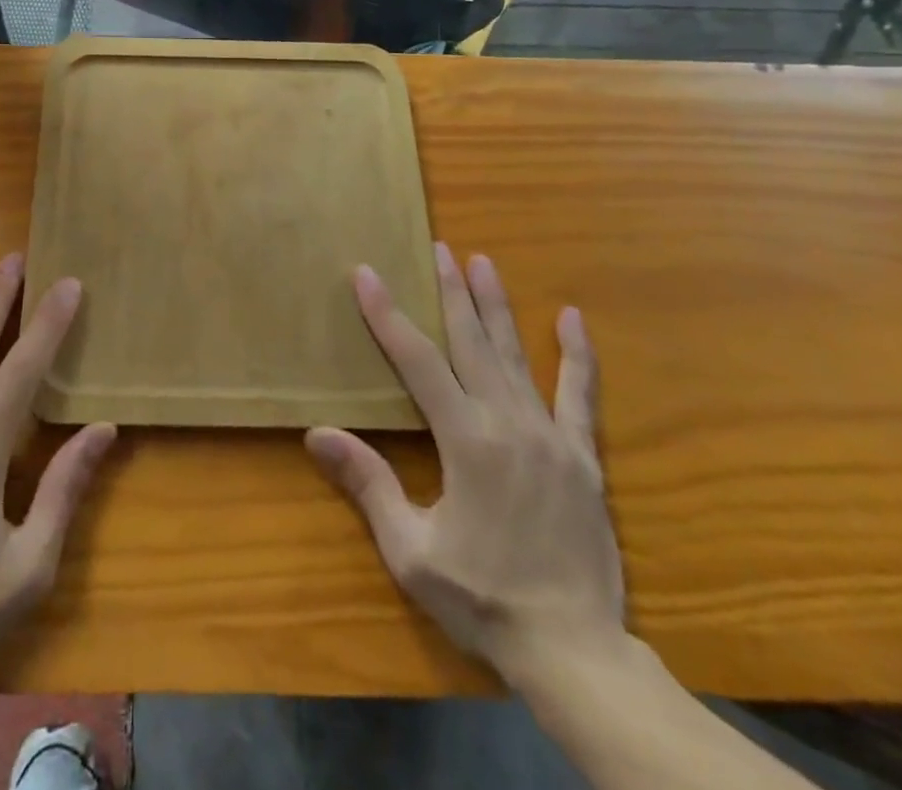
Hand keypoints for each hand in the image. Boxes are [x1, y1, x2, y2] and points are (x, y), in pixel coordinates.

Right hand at [305, 244, 623, 687]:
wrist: (576, 653)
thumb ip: (369, 484)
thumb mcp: (412, 551)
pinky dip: (577, 356)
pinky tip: (571, 319)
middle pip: (471, 342)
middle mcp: (509, 423)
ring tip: (483, 262)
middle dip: (450, 291)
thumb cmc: (484, 600)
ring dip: (497, 306)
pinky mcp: (583, 458)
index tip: (368, 275)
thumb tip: (317, 433)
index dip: (388, 315)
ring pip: (517, 357)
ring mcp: (551, 437)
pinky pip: (580, 396)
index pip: (418, 361)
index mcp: (466, 441)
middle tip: (438, 247)